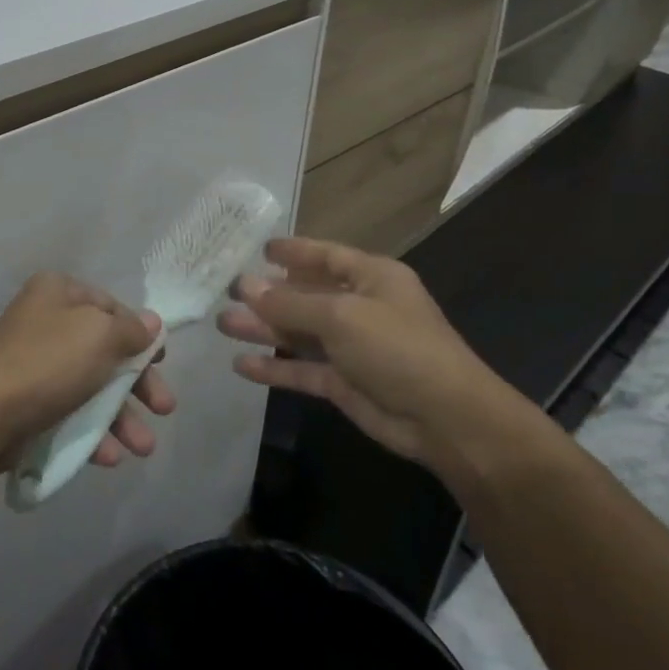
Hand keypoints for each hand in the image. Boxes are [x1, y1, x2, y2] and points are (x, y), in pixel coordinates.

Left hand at [0, 273, 175, 472]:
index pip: (111, 307)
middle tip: (164, 408)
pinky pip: (70, 414)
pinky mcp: (29, 404)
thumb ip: (132, 330)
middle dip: (138, 384)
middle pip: (106, 351)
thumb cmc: (48, 362)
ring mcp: (36, 365)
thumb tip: (151, 323)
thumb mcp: (100, 335)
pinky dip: (92, 434)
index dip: (140, 334)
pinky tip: (109, 457)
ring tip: (143, 448)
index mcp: (59, 293)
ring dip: (122, 418)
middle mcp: (47, 322)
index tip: (162, 361)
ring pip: (92, 388)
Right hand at [219, 236, 533, 482]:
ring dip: (264, 330)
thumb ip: (290, 303)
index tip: (257, 249)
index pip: (325, 255)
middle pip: (306, 294)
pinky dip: (275, 368)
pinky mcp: (344, 383)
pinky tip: (242, 365)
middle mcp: (361, 307)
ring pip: (299, 333)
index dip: (293, 251)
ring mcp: (352, 347)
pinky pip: (302, 369)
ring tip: (223, 325)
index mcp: (371, 277)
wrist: (446, 420)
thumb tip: (245, 285)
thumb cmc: (398, 348)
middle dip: (267, 294)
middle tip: (225, 291)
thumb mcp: (342, 316)